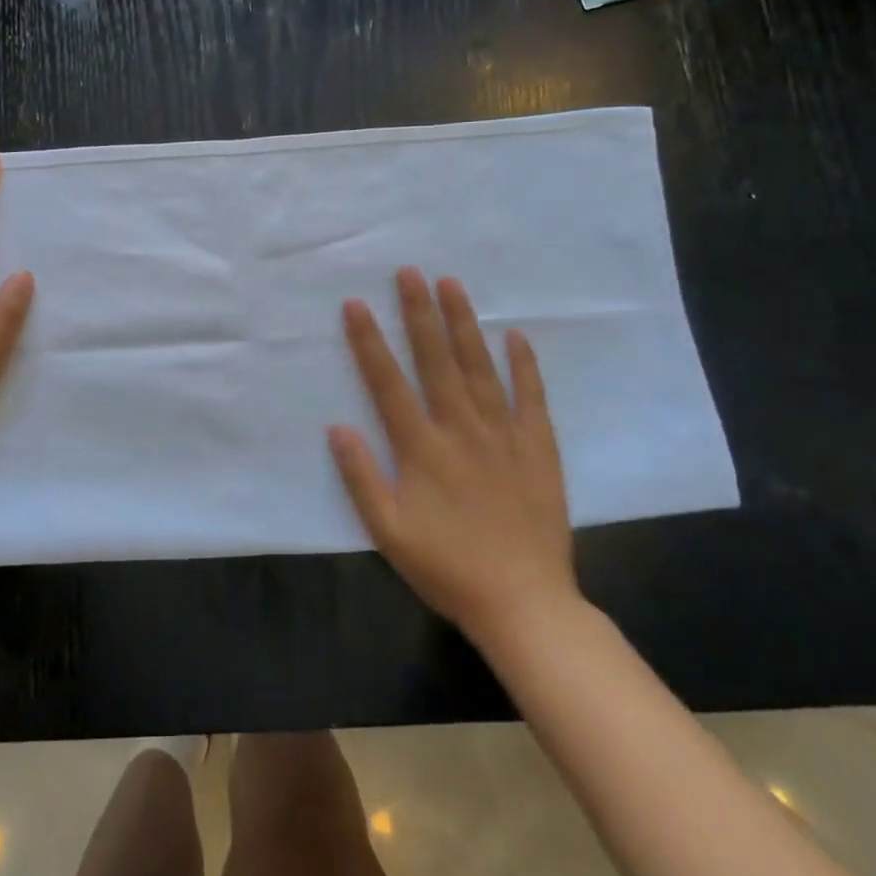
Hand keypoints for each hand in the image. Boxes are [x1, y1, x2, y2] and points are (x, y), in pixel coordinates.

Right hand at [329, 268, 578, 641]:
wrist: (523, 603)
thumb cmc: (446, 568)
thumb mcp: (387, 532)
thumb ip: (360, 477)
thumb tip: (337, 426)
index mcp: (421, 449)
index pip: (388, 383)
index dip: (369, 341)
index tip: (356, 304)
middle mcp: (460, 430)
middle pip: (436, 361)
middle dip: (419, 313)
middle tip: (409, 272)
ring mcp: (503, 435)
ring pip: (480, 368)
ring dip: (464, 324)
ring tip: (452, 284)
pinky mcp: (538, 448)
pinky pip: (530, 398)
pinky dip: (523, 365)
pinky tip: (515, 335)